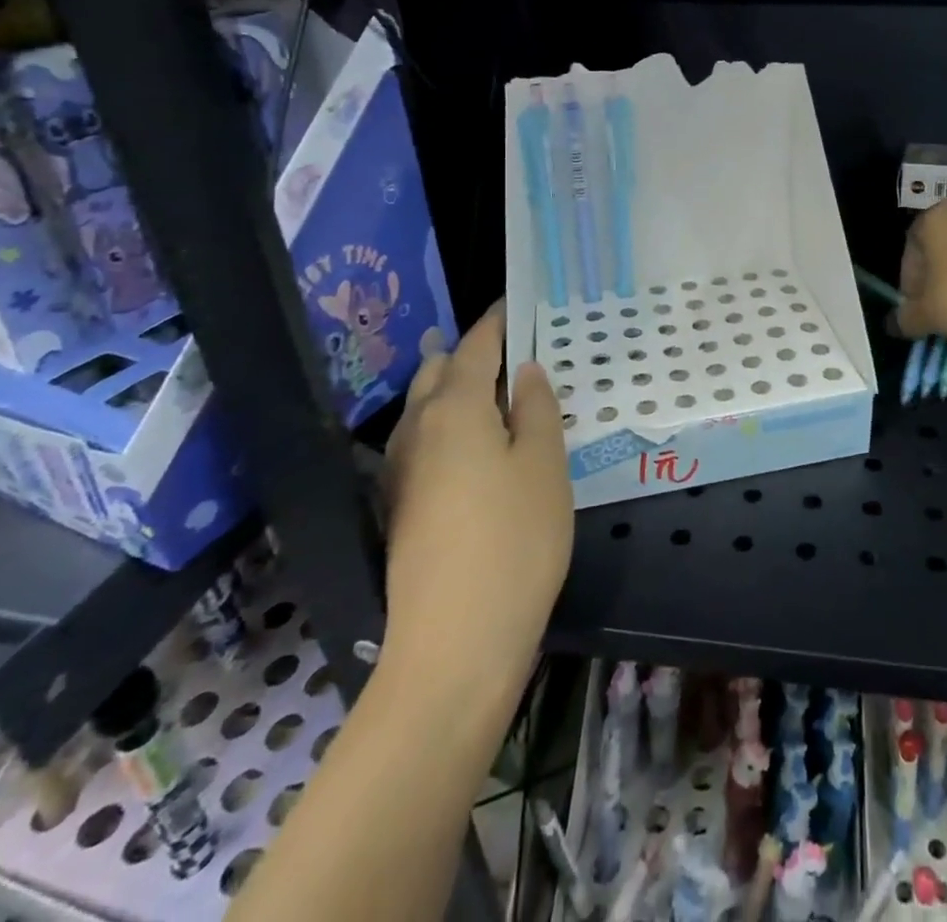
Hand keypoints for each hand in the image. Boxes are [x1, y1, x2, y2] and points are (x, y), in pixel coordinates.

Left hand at [380, 303, 572, 695]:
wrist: (455, 643)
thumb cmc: (515, 541)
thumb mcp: (544, 465)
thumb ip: (535, 409)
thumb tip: (524, 371)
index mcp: (454, 410)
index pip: (475, 347)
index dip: (496, 321)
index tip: (516, 302)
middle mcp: (417, 431)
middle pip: (439, 372)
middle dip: (472, 354)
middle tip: (519, 355)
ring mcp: (402, 473)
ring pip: (426, 410)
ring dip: (458, 391)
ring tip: (504, 397)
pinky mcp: (402, 508)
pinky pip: (426, 444)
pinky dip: (452, 427)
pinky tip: (482, 449)